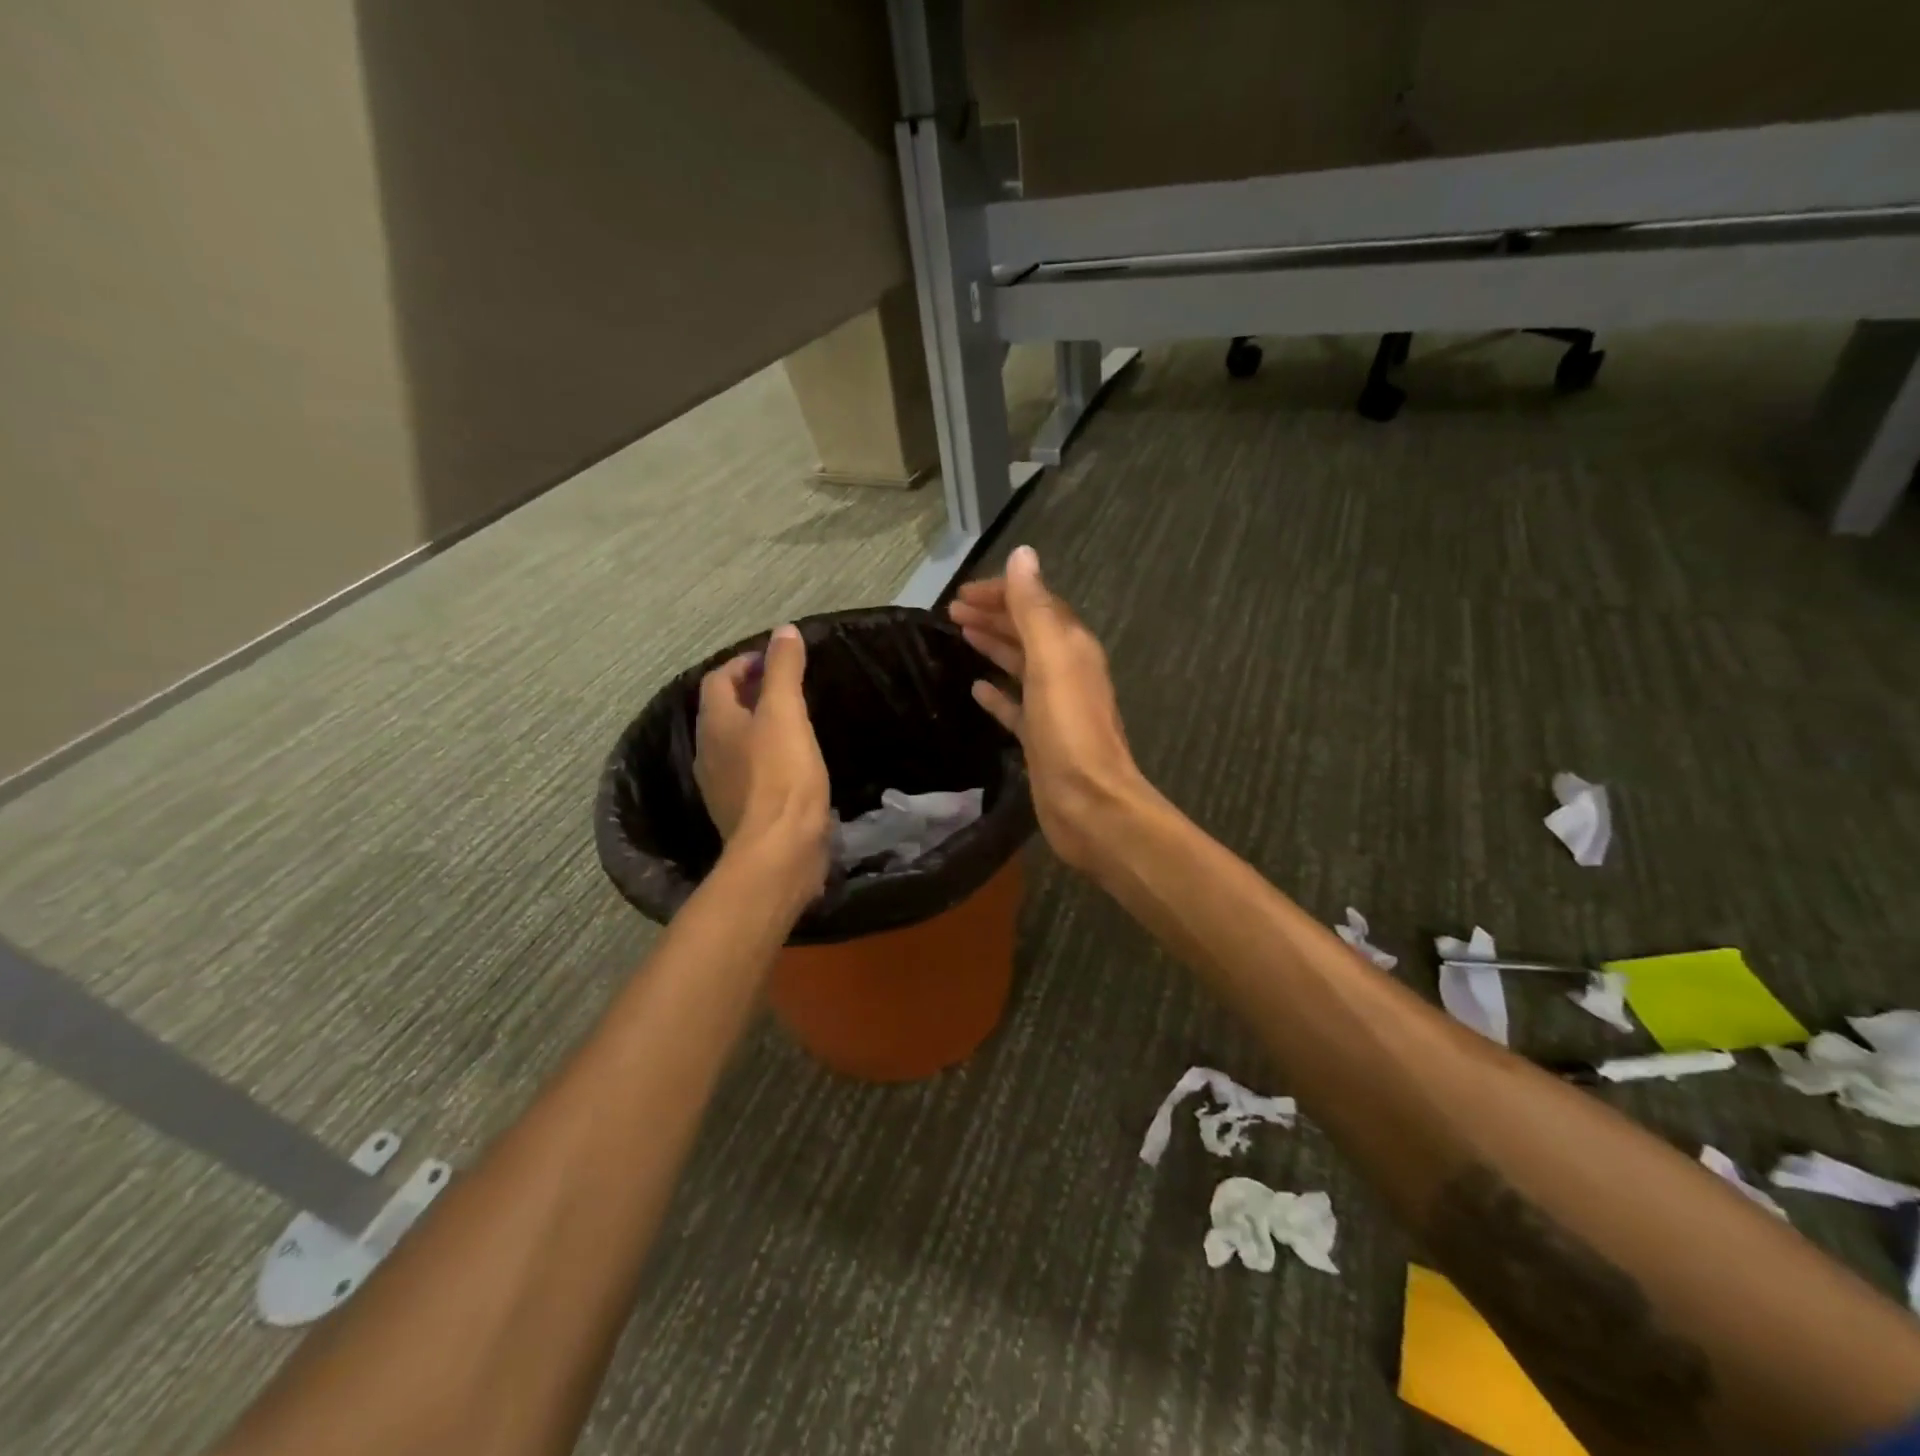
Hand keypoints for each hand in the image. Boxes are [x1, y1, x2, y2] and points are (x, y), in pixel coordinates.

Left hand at [693, 625, 831, 901]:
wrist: (780, 851)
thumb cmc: (782, 775)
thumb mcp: (786, 713)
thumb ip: (784, 671)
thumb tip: (783, 631)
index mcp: (716, 724)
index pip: (718, 680)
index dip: (743, 664)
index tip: (775, 660)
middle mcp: (709, 752)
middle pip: (722, 712)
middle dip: (748, 695)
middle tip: (785, 688)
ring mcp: (721, 786)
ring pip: (734, 744)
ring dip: (756, 728)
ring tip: (790, 722)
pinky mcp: (741, 812)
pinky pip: (748, 773)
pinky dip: (764, 758)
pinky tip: (792, 764)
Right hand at [949, 546, 1146, 868]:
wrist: (1088, 803)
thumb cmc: (1068, 730)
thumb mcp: (1051, 660)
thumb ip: (1035, 608)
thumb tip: (1023, 555)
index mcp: (1071, 647)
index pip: (1035, 604)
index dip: (1002, 593)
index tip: (962, 593)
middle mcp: (1066, 670)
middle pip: (1027, 631)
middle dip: (993, 615)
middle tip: (952, 610)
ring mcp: (1054, 706)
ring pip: (1020, 664)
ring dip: (994, 645)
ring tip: (961, 634)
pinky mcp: (1040, 738)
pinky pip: (1015, 705)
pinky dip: (997, 693)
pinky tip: (977, 688)